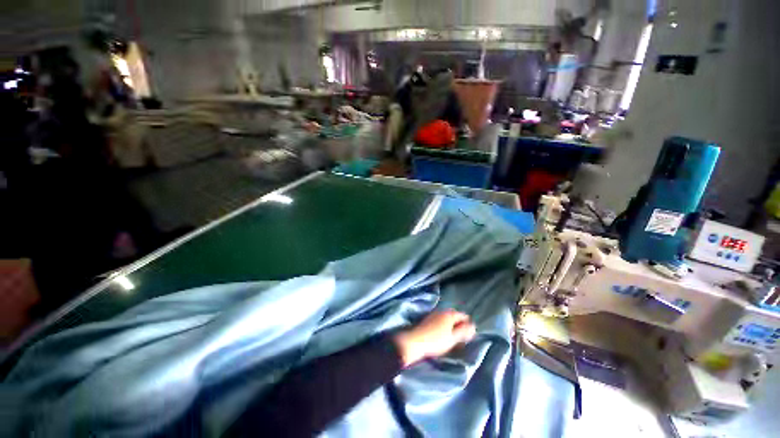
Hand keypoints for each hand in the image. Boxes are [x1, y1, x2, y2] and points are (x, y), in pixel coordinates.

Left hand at [392, 310, 476, 366]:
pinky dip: (444, 326)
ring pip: (447, 318)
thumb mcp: (453, 338)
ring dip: (451, 325)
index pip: (463, 315)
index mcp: (449, 314)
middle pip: (454, 315)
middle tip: (462, 336)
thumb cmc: (436, 340)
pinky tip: (443, 334)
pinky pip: (440, 320)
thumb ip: (464, 331)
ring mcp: (434, 314)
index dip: (468, 324)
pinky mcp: (428, 319)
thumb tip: (473, 326)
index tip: (469, 335)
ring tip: (453, 337)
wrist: (415, 342)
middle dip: (459, 324)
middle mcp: (442, 311)